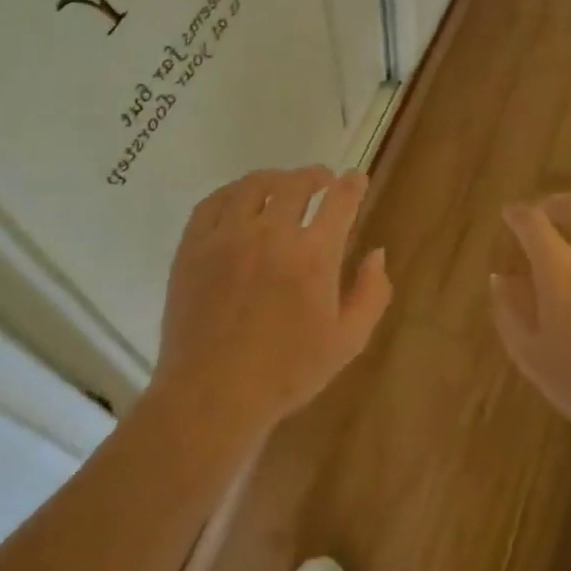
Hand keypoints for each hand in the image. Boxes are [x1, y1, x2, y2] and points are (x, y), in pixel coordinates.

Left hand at [154, 167, 390, 437]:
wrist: (213, 394)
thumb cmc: (287, 372)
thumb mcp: (348, 341)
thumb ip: (371, 293)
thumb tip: (377, 254)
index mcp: (313, 256)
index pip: (339, 202)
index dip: (352, 184)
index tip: (356, 177)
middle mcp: (270, 234)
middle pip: (296, 184)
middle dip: (315, 175)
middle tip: (322, 179)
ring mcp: (226, 237)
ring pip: (253, 185)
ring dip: (275, 177)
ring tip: (282, 183)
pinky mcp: (192, 247)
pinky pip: (212, 202)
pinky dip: (232, 192)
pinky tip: (239, 199)